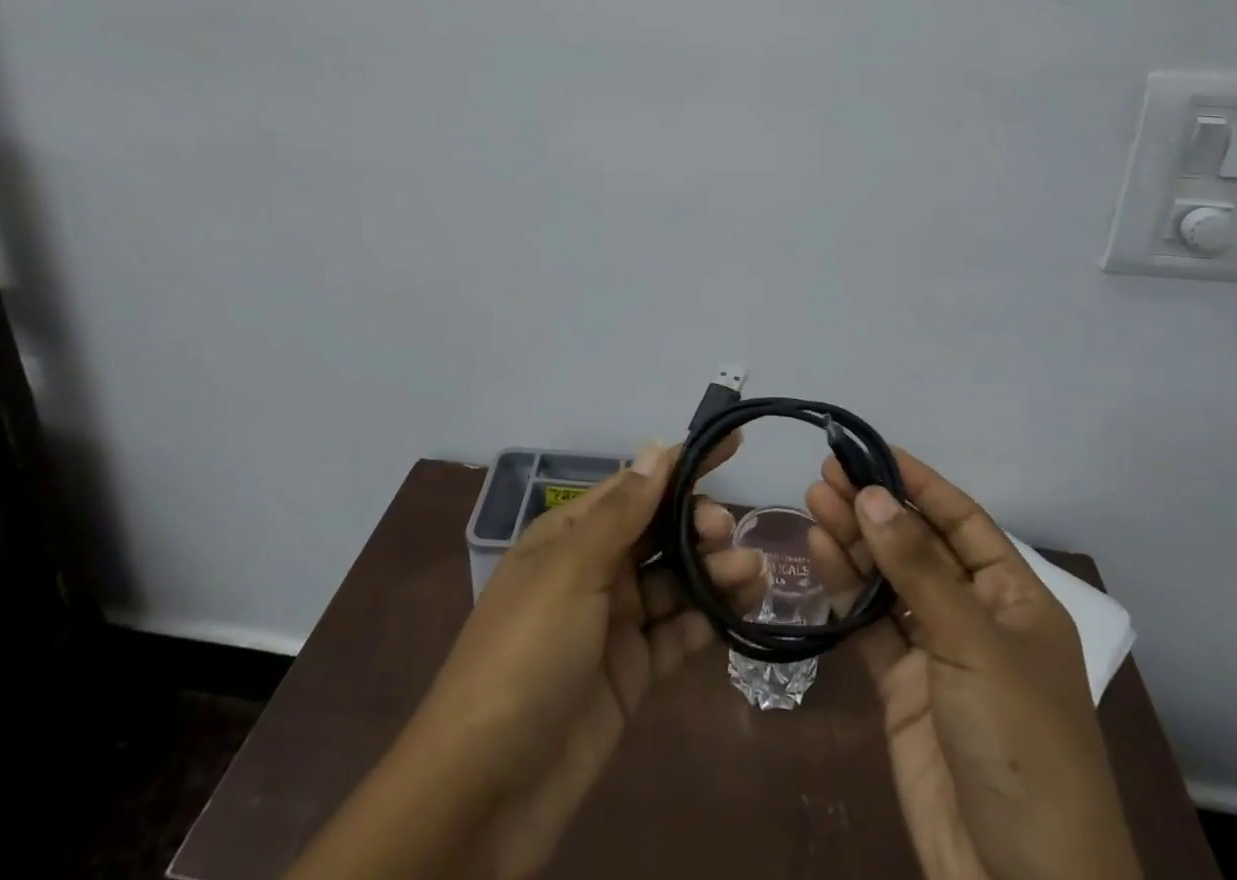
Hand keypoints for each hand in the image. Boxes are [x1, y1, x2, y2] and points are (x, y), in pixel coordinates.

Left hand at [288, 439, 763, 879]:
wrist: (482, 793)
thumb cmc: (524, 657)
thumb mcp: (570, 572)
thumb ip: (621, 512)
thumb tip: (657, 449)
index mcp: (569, 536)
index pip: (636, 486)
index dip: (682, 464)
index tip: (733, 443)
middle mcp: (593, 571)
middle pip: (659, 532)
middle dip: (699, 524)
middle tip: (727, 536)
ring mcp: (612, 625)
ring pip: (675, 582)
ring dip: (714, 571)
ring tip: (755, 574)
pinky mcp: (630, 675)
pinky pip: (676, 635)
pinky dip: (708, 620)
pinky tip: (739, 611)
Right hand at [807, 451, 1139, 879]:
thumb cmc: (1020, 747)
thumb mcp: (974, 647)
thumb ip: (917, 570)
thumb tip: (870, 495)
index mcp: (1015, 600)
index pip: (962, 520)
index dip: (918, 482)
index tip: (871, 449)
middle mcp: (975, 617)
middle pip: (918, 545)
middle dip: (876, 507)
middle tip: (826, 471)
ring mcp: (936, 654)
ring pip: (888, 580)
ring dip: (854, 540)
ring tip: (815, 499)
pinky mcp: (902, 689)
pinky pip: (869, 624)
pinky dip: (844, 589)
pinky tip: (820, 552)